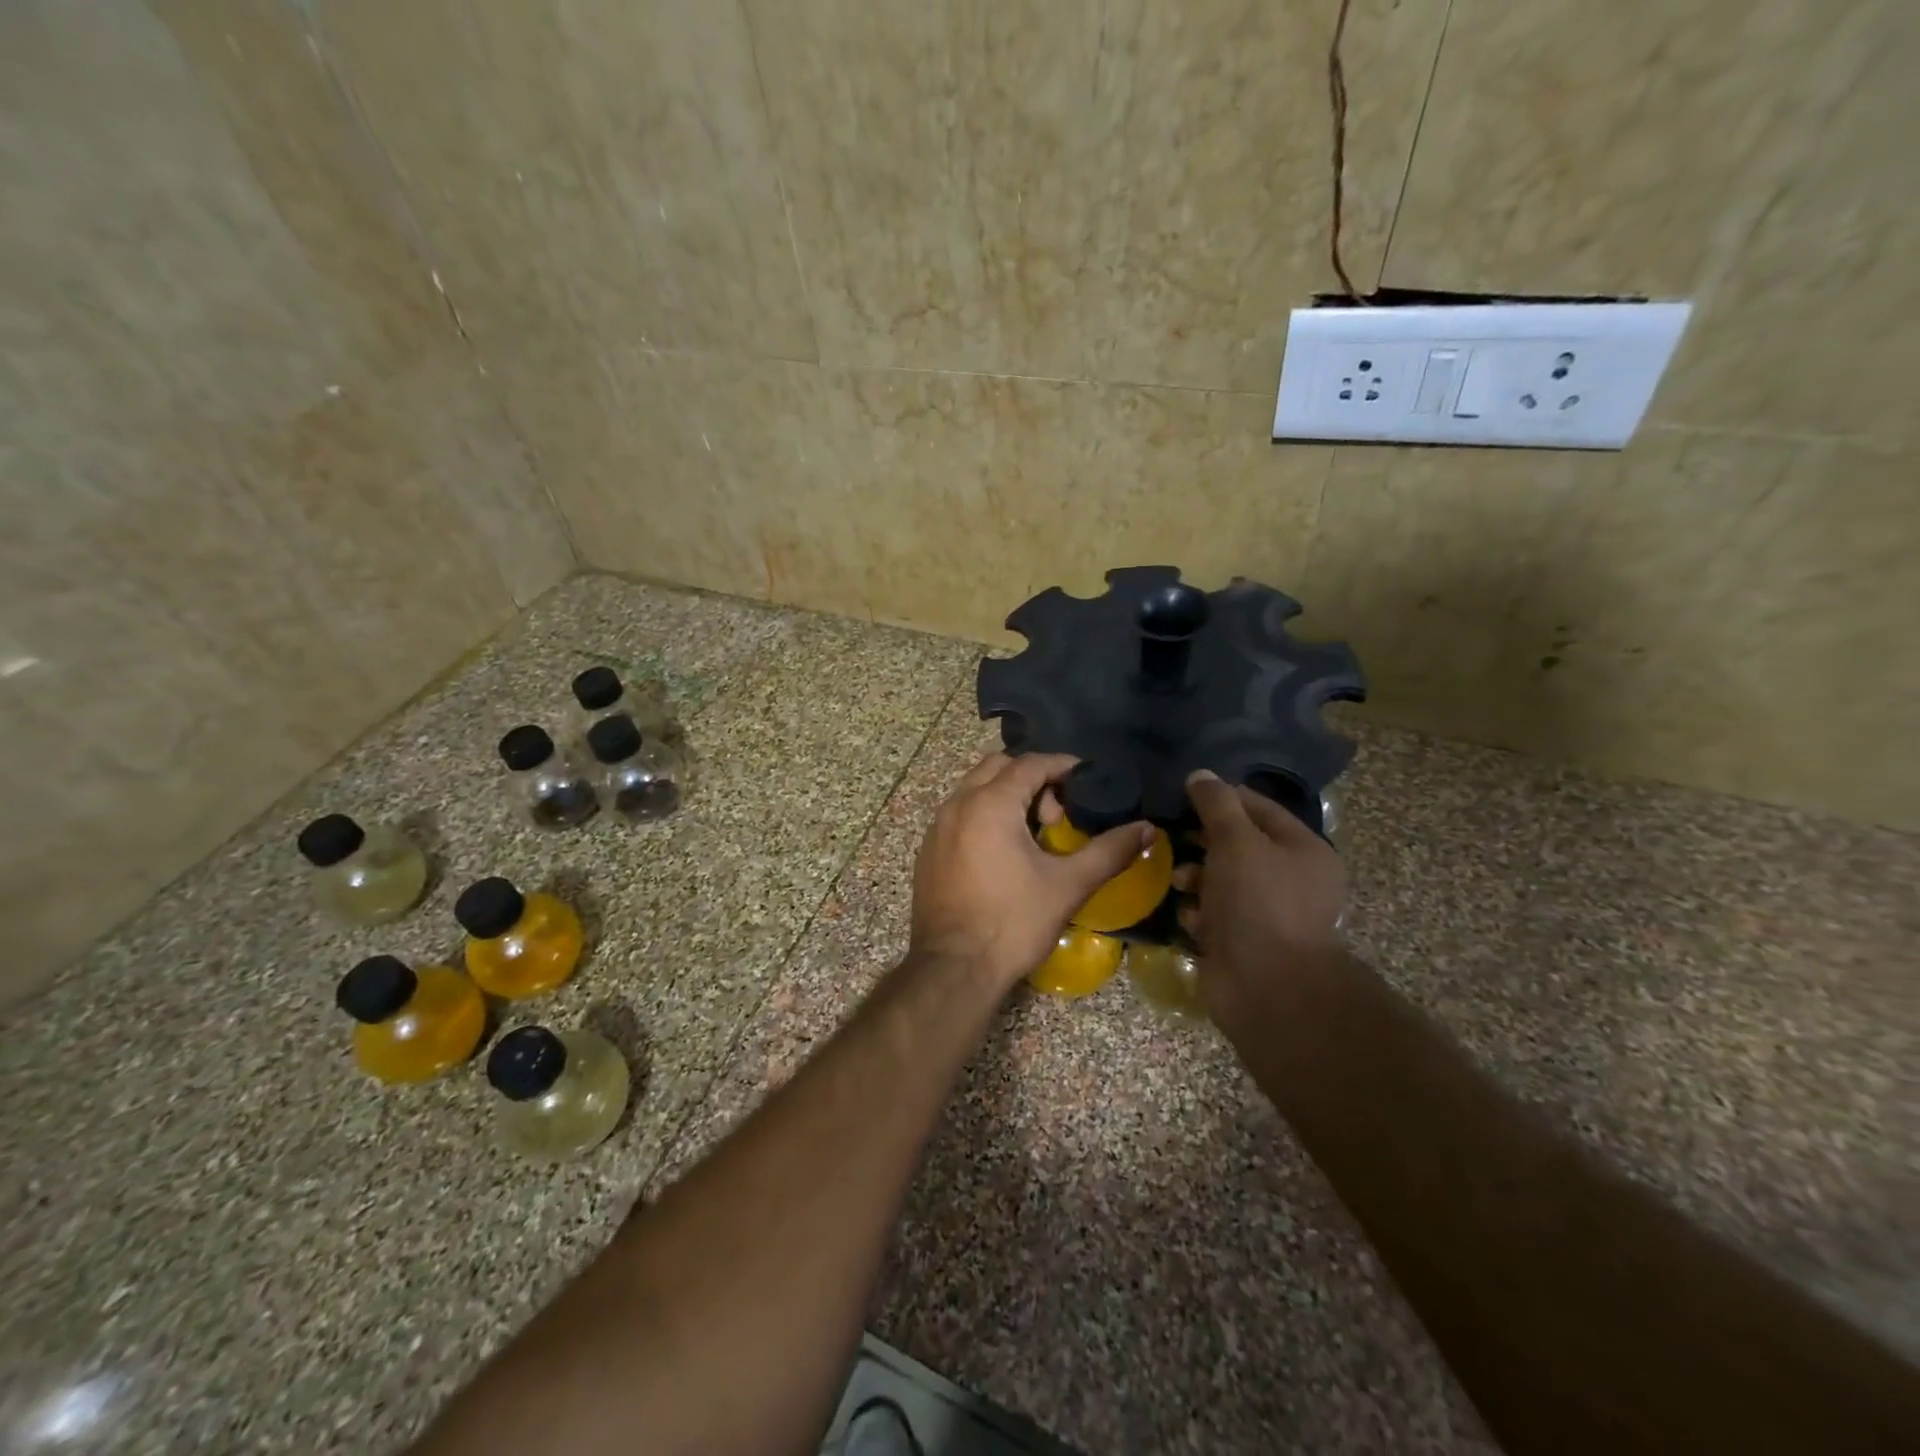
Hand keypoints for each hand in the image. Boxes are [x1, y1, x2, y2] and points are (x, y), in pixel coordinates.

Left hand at [911, 753, 1154, 992]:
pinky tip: (1003, 853)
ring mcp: (937, 827)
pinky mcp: (928, 850)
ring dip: (1007, 796)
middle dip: (1032, 778)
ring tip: (1033, 834)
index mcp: (990, 804)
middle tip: (1057, 815)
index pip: (1030, 763)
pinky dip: (984, 815)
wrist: (953, 968)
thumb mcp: (1068, 885)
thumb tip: (1147, 829)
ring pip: (975, 789)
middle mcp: (958, 804)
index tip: (1087, 781)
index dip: (1062, 766)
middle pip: (999, 767)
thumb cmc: (1013, 923)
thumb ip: (1109, 851)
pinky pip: (959, 813)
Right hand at [1178, 770, 1347, 1018]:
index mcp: (1303, 849)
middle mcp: (1289, 879)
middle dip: (1201, 840)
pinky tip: (1186, 915)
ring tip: (1177, 881)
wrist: (1268, 988)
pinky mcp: (1242, 941)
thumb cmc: (1258, 903)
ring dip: (1194, 877)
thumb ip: (1217, 804)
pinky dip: (1196, 912)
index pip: (1257, 807)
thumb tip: (1200, 774)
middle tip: (1170, 836)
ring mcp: (1266, 913)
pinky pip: (1212, 914)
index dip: (1220, 797)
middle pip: (1236, 844)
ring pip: (1220, 880)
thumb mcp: (1236, 841)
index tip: (1182, 795)